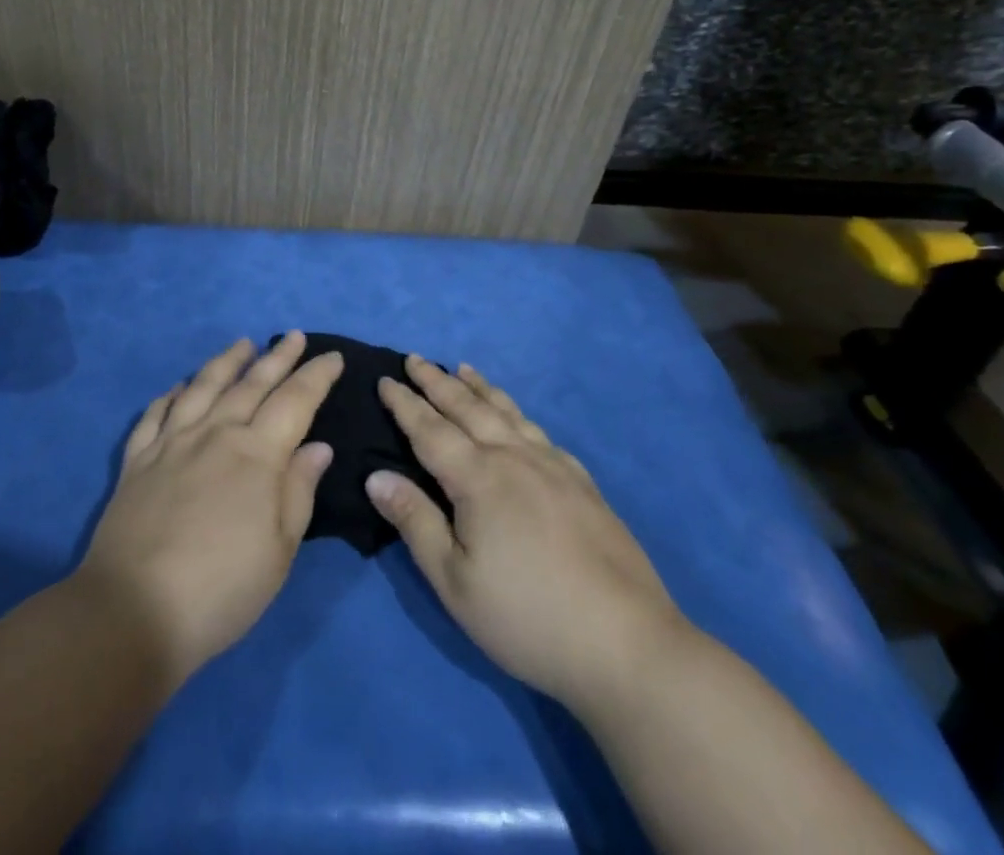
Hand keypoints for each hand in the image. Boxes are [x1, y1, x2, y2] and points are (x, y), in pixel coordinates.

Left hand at [76, 332, 342, 686]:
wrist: (133, 610)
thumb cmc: (221, 589)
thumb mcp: (279, 551)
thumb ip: (298, 491)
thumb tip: (317, 446)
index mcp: (256, 454)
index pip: (294, 401)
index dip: (316, 376)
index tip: (332, 356)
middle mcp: (215, 434)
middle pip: (251, 384)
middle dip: (277, 357)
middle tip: (293, 335)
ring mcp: (172, 442)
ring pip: (203, 387)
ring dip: (226, 362)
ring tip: (242, 344)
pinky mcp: (138, 459)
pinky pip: (156, 413)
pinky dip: (171, 394)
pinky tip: (179, 386)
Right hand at [366, 357, 689, 705]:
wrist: (627, 644)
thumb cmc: (527, 617)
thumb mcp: (455, 581)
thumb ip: (415, 522)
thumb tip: (376, 476)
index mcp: (478, 478)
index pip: (430, 429)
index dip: (405, 404)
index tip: (385, 379)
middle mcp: (514, 458)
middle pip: (468, 408)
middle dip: (437, 382)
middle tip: (415, 359)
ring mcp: (553, 467)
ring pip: (507, 413)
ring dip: (479, 388)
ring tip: (463, 369)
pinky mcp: (582, 484)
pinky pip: (540, 432)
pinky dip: (518, 413)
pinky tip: (518, 419)